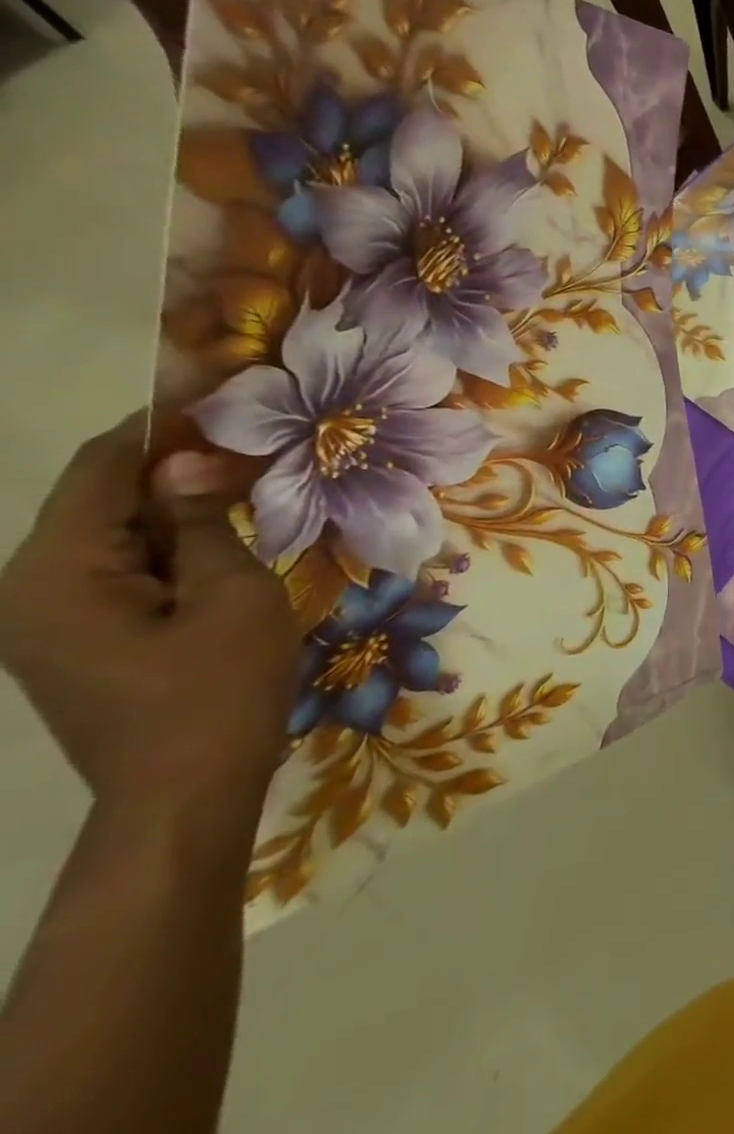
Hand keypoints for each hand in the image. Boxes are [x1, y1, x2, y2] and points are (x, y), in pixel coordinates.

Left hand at [0, 416, 301, 814]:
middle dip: (175, 468)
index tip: (223, 393)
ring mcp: (43, 618)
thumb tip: (190, 458)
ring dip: (177, 510)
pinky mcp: (71, 638)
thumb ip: (204, 522)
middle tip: (255, 446)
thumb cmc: (218, 689)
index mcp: (56, 573)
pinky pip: (118, 570)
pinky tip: (223, 546)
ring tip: (250, 491)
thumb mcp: (233, 595)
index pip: (101, 469)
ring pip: (113, 535)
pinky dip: (169, 548)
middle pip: (101, 500)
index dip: (160, 425)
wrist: (185, 791)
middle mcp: (27, 588)